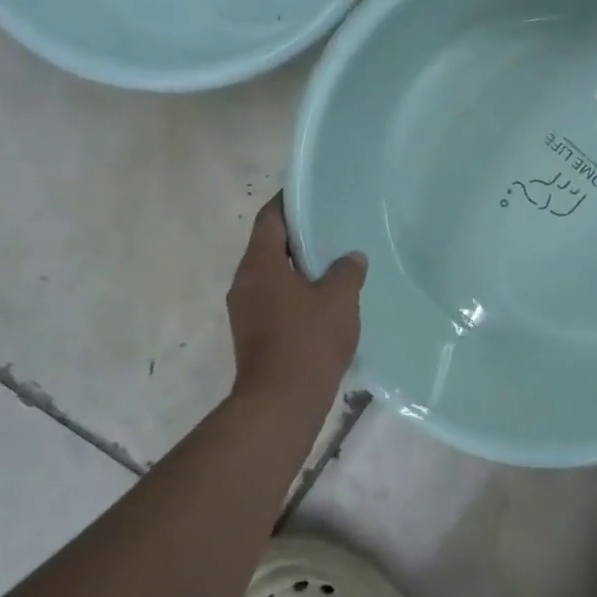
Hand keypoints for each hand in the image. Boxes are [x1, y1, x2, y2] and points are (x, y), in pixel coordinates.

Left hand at [227, 195, 365, 399]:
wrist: (281, 402)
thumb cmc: (308, 341)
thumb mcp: (338, 299)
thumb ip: (346, 272)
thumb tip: (351, 257)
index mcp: (260, 264)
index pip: (269, 219)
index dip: (288, 202)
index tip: (312, 193)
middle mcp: (245, 282)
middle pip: (269, 246)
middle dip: (298, 235)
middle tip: (331, 227)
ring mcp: (245, 310)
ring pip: (272, 275)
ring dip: (298, 267)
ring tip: (333, 262)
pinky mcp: (253, 334)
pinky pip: (274, 299)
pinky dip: (295, 292)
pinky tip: (324, 299)